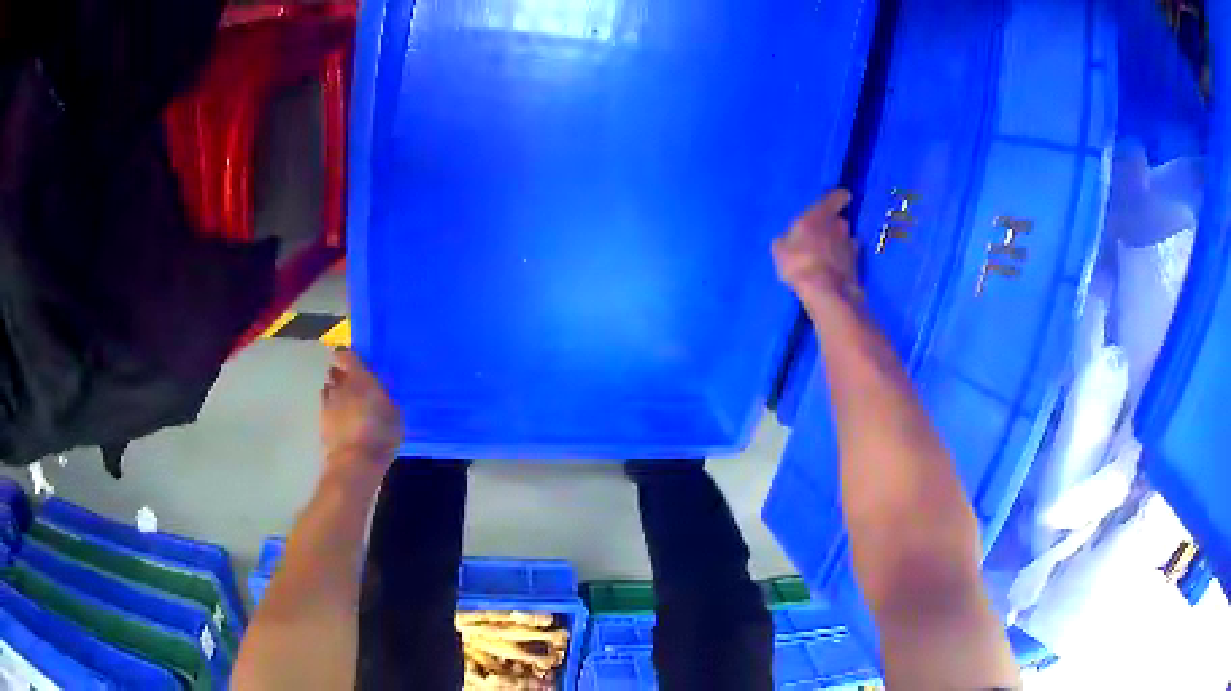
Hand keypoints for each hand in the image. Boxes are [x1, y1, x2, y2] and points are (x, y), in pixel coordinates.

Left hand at [320, 350, 402, 485]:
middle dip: (341, 376)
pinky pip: (325, 408)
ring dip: (335, 394)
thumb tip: (379, 391)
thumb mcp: (394, 413)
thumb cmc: (381, 434)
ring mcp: (327, 404)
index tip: (355, 363)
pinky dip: (331, 411)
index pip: (345, 355)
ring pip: (328, 390)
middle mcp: (339, 386)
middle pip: (334, 372)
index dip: (348, 357)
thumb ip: (384, 397)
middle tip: (354, 387)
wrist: (355, 462)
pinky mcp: (321, 422)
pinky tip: (341, 422)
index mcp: (358, 379)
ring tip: (347, 406)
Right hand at [773, 189, 861, 309]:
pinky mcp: (857, 265)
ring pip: (846, 240)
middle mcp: (840, 225)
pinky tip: (834, 270)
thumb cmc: (798, 261)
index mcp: (821, 214)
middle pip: (839, 221)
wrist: (825, 290)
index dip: (838, 198)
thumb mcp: (780, 248)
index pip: (836, 197)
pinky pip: (849, 258)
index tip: (841, 198)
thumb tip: (789, 239)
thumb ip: (788, 238)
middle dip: (833, 227)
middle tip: (822, 236)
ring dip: (839, 245)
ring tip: (828, 256)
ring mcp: (851, 245)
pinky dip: (843, 261)